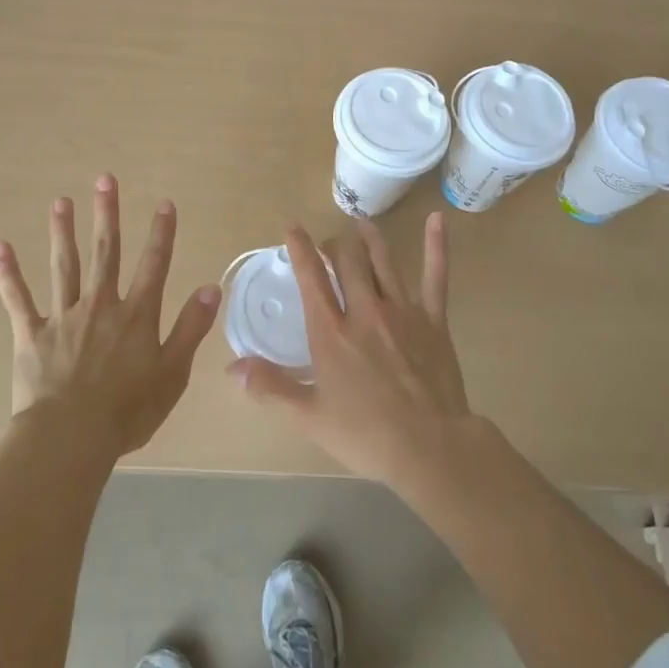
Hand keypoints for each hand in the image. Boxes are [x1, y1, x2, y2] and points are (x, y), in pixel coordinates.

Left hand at [0, 174, 219, 456]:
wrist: (70, 439)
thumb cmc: (127, 411)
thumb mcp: (172, 373)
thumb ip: (190, 328)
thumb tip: (212, 287)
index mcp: (135, 315)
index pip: (153, 265)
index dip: (161, 233)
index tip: (164, 202)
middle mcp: (100, 305)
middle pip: (105, 252)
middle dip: (107, 215)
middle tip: (104, 179)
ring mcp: (63, 317)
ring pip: (64, 266)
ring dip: (63, 232)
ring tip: (61, 202)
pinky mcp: (32, 334)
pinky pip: (18, 299)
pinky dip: (8, 274)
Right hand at [229, 213, 473, 490]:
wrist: (429, 447)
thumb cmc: (365, 434)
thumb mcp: (309, 416)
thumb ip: (271, 386)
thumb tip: (232, 366)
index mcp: (331, 332)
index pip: (312, 278)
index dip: (300, 249)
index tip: (293, 228)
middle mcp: (364, 311)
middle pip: (347, 262)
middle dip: (335, 245)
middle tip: (330, 242)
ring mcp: (402, 311)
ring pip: (383, 261)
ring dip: (370, 238)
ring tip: (362, 223)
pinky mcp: (433, 319)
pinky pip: (435, 276)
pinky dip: (436, 246)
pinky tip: (437, 220)